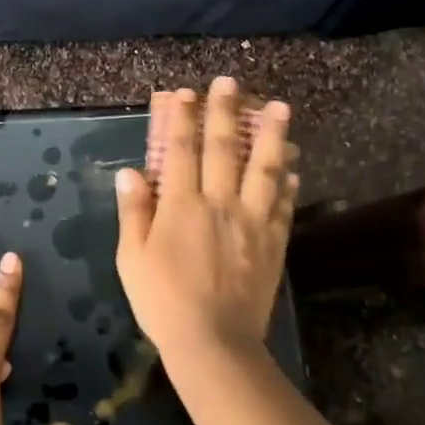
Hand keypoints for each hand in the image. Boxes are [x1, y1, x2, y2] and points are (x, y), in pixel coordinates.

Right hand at [116, 77, 297, 381]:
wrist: (213, 342)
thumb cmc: (163, 301)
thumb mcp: (132, 258)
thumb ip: (135, 212)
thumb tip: (131, 173)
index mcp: (181, 205)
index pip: (180, 151)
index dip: (181, 119)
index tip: (183, 93)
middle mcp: (219, 203)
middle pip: (223, 148)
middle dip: (224, 112)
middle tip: (229, 82)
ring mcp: (251, 221)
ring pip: (264, 168)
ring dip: (271, 135)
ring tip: (279, 107)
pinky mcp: (273, 242)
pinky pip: (283, 204)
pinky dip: (288, 181)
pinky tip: (293, 165)